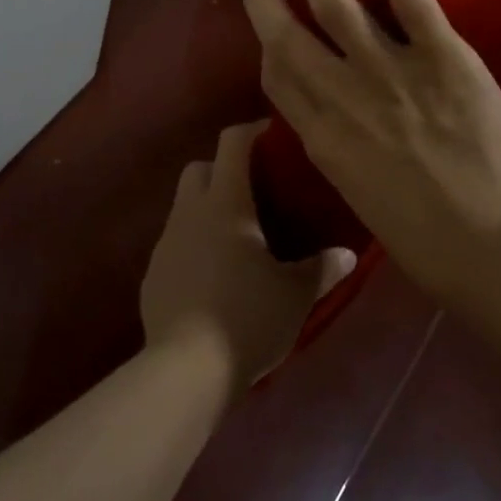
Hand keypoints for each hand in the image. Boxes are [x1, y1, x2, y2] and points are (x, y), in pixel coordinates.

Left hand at [140, 121, 355, 388]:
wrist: (187, 369)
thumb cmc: (248, 318)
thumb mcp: (295, 295)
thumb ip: (322, 269)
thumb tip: (347, 256)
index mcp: (226, 204)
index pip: (232, 145)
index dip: (251, 131)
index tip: (270, 134)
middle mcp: (190, 213)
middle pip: (199, 167)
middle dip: (222, 167)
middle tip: (252, 189)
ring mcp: (166, 242)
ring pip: (183, 205)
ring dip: (207, 207)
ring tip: (236, 236)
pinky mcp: (153, 273)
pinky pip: (175, 242)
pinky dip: (193, 243)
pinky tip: (213, 274)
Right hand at [239, 0, 500, 293]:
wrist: (492, 246)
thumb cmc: (423, 238)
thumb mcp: (357, 196)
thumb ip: (336, 148)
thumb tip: (327, 114)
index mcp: (321, 140)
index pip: (278, 79)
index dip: (268, 48)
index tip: (269, 27)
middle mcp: (344, 99)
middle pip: (290, 36)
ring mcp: (391, 74)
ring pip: (338, 6)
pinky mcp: (444, 59)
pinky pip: (411, 0)